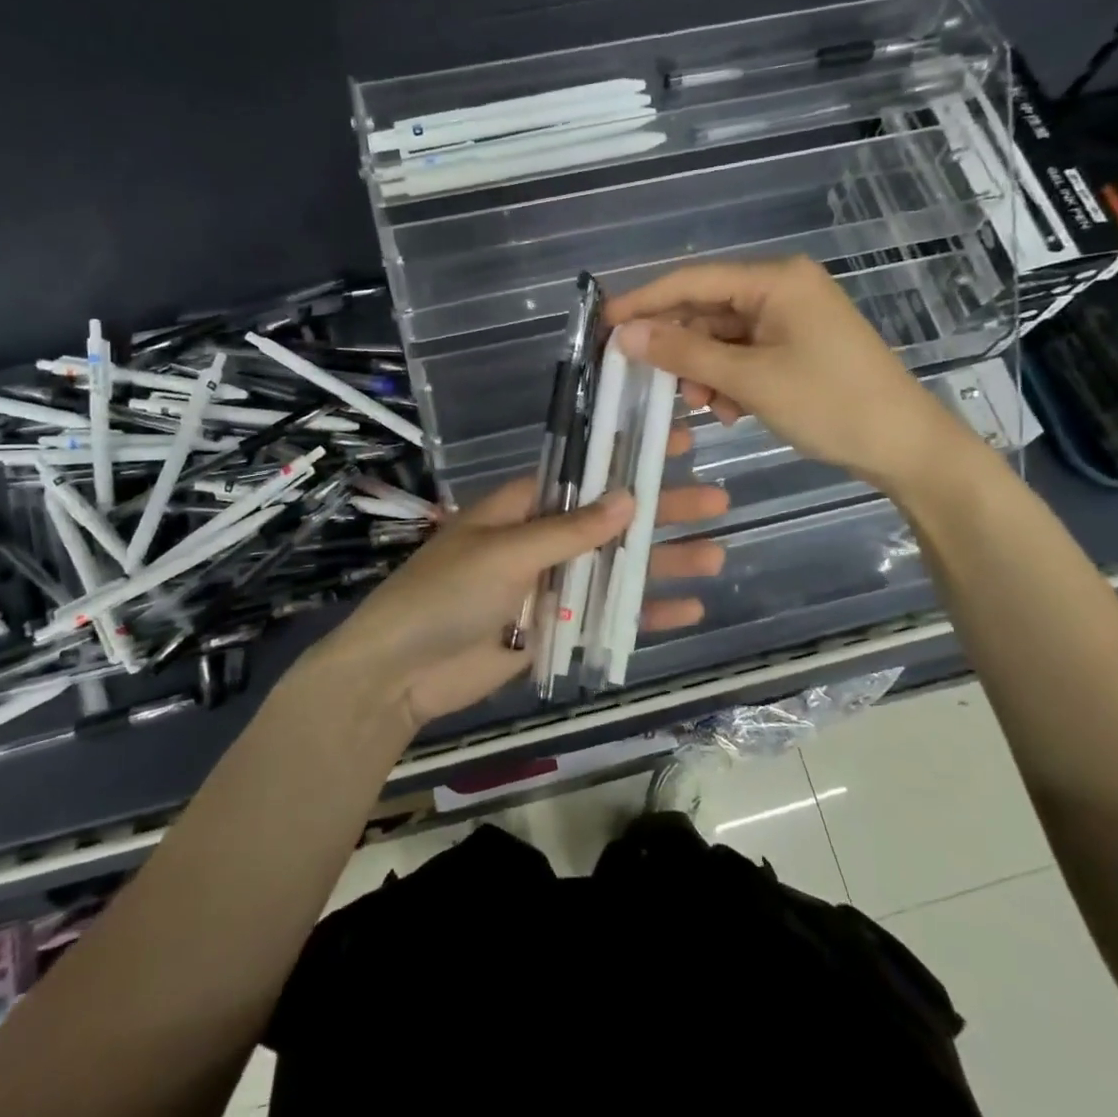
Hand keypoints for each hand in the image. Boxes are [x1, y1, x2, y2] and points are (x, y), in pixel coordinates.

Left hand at [321, 444, 728, 726]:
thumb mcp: (506, 554)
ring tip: (717, 554)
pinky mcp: (554, 630)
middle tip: (717, 501)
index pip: (585, 474)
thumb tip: (629, 497)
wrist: (400, 673)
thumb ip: (569, 531)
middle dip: (661, 511)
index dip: (629, 458)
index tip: (674, 443)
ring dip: (662, 562)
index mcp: (521, 508)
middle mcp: (540, 540)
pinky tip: (688, 609)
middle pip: (611, 521)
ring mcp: (550, 586)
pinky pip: (605, 616)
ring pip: (616, 569)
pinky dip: (643, 613)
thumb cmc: (444, 595)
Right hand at [604, 256, 977, 497]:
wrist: (905, 445)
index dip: (644, 301)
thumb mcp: (749, 379)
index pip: (692, 281)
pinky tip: (727, 410)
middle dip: (677, 346)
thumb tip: (624, 334)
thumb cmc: (829, 404)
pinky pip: (744, 355)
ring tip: (699, 406)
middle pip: (706, 309)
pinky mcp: (796, 347)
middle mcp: (782, 289)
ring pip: (722, 337)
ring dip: (702, 370)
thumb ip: (683, 353)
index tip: (603, 323)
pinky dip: (728, 380)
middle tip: (644, 378)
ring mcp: (791, 319)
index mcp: (775, 280)